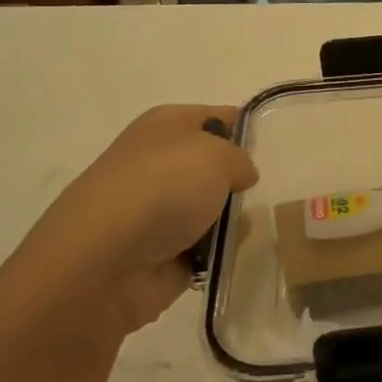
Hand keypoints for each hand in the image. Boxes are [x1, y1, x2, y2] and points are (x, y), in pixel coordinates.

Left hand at [0, 104, 257, 342]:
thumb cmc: (160, 191)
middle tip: (273, 192)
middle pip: (217, 166)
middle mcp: (160, 163)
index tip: (281, 150)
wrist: (100, 265)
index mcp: (167, 125)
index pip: (221, 116)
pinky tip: (234, 255)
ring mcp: (158, 211)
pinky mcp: (162, 255)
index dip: (250, 130)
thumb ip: (241, 159)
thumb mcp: (217, 155)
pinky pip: (206, 249)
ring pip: (213, 209)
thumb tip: (239, 176)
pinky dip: (219, 253)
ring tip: (258, 227)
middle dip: (243, 181)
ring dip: (233, 220)